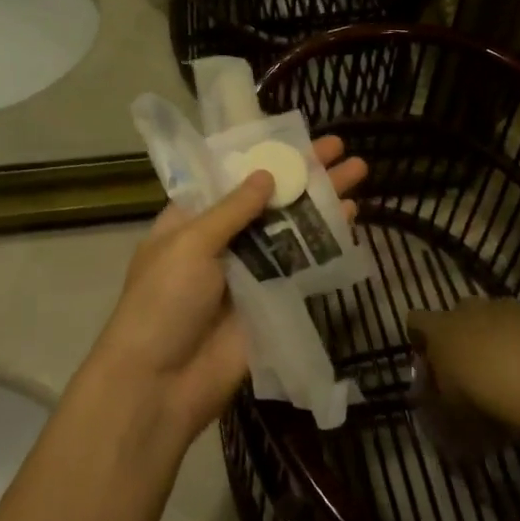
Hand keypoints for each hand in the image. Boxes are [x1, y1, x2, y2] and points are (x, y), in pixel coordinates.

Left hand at [89, 136, 366, 440]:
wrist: (161, 385)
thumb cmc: (163, 303)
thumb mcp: (189, 244)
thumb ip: (232, 210)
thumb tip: (266, 174)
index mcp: (192, 220)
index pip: (231, 178)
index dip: (263, 157)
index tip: (294, 136)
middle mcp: (223, 240)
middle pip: (269, 199)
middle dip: (303, 172)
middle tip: (339, 147)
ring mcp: (249, 270)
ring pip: (291, 228)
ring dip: (322, 200)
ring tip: (358, 171)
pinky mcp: (272, 299)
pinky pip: (302, 264)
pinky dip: (325, 241)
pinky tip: (351, 217)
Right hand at [407, 298, 519, 428]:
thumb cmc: (486, 398)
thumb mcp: (452, 415)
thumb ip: (438, 406)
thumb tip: (433, 408)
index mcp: (439, 329)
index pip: (415, 321)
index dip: (419, 339)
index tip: (428, 362)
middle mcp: (467, 309)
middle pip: (456, 317)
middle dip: (460, 338)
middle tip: (470, 370)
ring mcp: (504, 307)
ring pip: (491, 318)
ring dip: (493, 338)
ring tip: (508, 371)